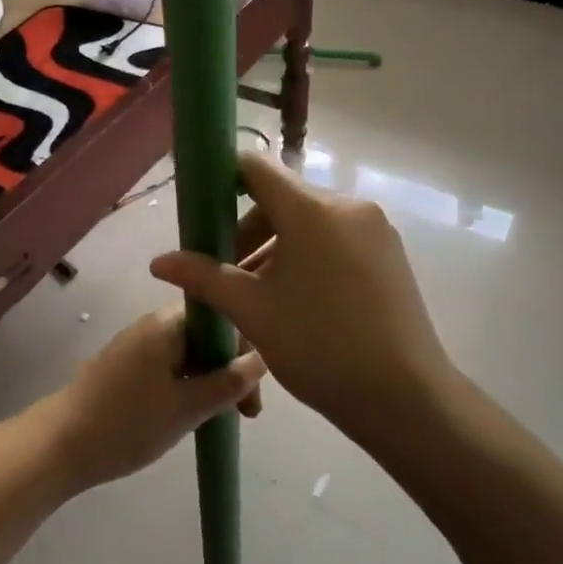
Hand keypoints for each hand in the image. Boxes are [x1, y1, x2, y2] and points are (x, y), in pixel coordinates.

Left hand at [32, 307, 265, 491]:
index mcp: (168, 323)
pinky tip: (191, 412)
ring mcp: (137, 343)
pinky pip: (170, 365)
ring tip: (220, 416)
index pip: (224, 321)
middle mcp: (153, 323)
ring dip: (210, 380)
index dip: (246, 354)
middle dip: (230, 370)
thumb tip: (262, 359)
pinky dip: (187, 384)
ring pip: (190, 353)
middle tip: (243, 413)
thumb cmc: (126, 424)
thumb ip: (228, 383)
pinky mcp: (125, 365)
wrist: (57, 446)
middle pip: (208, 336)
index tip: (253, 396)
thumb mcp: (187, 408)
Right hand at [149, 152, 454, 443]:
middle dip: (250, 230)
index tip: (204, 215)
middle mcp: (348, 205)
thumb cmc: (319, 347)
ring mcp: (376, 228)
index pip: (256, 168)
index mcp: (311, 210)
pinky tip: (302, 299)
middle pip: (283, 199)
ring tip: (262, 295)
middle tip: (230, 275)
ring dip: (279, 247)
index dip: (223, 182)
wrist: (404, 395)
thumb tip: (158, 262)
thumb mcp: (252, 311)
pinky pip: (338, 238)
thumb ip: (204, 277)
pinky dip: (311, 255)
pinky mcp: (391, 252)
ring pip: (311, 222)